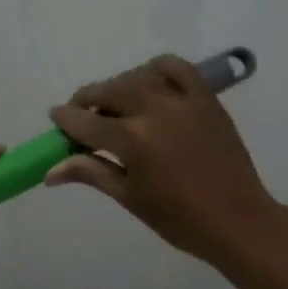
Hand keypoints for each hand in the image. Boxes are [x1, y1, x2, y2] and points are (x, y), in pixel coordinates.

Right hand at [47, 55, 280, 263]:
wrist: (237, 220)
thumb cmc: (179, 219)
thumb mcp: (130, 198)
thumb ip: (91, 173)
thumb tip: (50, 171)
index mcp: (132, 141)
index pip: (85, 122)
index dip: (65, 118)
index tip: (55, 116)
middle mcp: (153, 111)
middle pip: (108, 92)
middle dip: (87, 100)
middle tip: (82, 113)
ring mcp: (182, 100)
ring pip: (137, 77)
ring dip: (118, 86)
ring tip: (115, 104)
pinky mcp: (205, 97)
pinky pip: (176, 67)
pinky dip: (156, 69)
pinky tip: (149, 82)